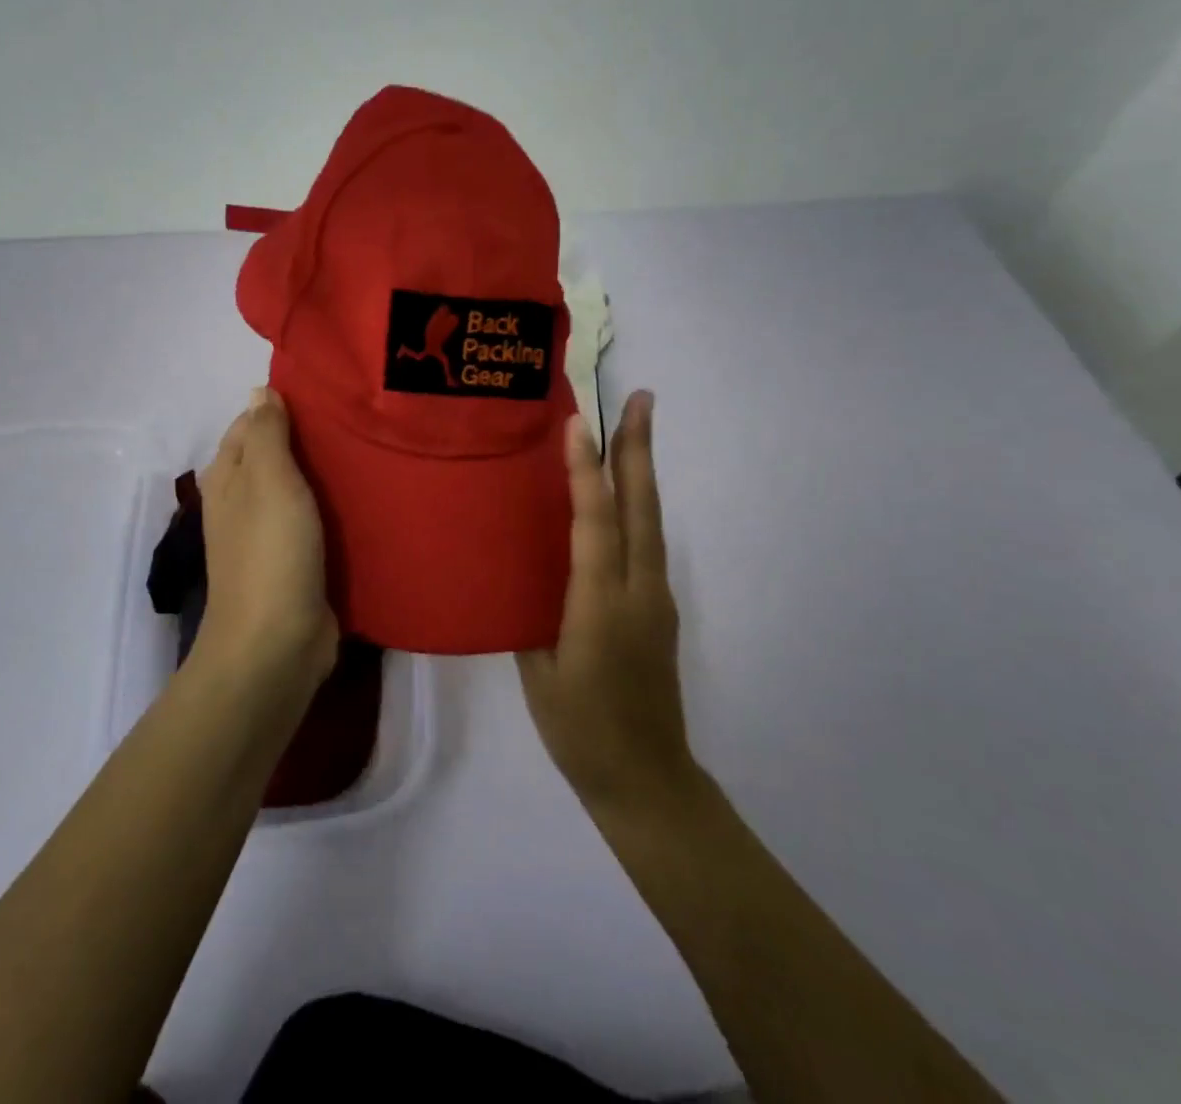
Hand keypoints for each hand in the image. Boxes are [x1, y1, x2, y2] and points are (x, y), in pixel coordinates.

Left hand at [192, 388, 338, 703]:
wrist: (276, 644)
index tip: (328, 392)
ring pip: (298, 491)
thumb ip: (266, 433)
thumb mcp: (268, 480)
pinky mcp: (295, 565)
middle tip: (359, 419)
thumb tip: (260, 390)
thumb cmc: (270, 552)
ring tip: (370, 450)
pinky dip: (334, 511)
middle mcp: (242, 503)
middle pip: (276, 457)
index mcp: (228, 478)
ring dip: (326, 475)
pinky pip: (316, 524)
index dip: (282, 406)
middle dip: (310, 439)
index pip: (251, 425)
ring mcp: (268, 537)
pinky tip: (366, 499)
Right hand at [518, 391, 695, 812]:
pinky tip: (625, 494)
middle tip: (640, 398)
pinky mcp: (660, 608)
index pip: (596, 524)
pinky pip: (649, 542)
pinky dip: (638, 504)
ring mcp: (657, 598)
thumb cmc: (581, 731)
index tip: (579, 423)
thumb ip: (532, 614)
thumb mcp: (539, 673)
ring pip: (651, 520)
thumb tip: (520, 569)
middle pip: (642, 508)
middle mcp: (639, 592)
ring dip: (642, 470)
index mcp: (602, 607)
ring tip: (635, 426)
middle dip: (638, 449)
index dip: (586, 472)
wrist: (647, 781)